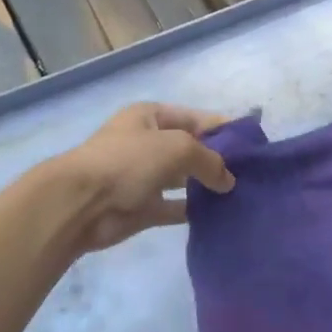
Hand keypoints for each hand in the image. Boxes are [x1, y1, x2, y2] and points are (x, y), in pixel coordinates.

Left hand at [61, 103, 234, 251]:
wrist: (80, 204)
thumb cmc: (129, 161)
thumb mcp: (179, 147)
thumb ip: (210, 161)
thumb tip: (229, 181)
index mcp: (150, 117)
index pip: (195, 118)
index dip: (223, 129)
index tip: (251, 144)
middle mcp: (147, 143)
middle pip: (190, 149)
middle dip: (217, 159)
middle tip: (250, 173)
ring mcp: (143, 177)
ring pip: (184, 179)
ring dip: (207, 186)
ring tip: (240, 194)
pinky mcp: (142, 208)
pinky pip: (175, 207)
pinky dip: (193, 210)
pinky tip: (218, 214)